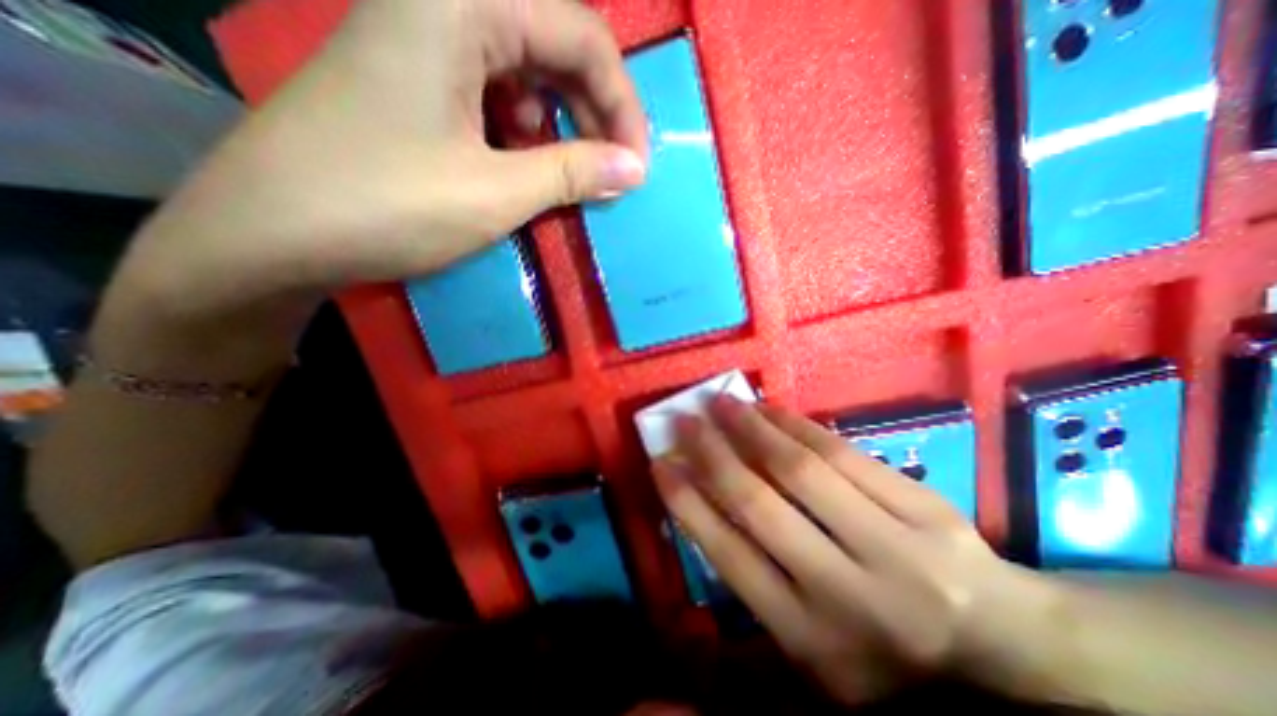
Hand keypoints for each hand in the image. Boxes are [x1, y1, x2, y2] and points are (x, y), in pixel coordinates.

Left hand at [109, 0, 650, 330]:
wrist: (269, 235)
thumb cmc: (386, 206)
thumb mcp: (495, 193)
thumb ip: (573, 172)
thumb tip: (634, 169)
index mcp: (460, 3)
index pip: (581, 34)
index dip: (622, 104)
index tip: (637, 166)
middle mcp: (442, 2)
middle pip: (555, 45)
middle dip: (596, 114)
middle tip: (612, 173)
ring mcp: (424, 40)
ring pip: (527, 71)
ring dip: (562, 124)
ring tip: (569, 174)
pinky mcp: (416, 80)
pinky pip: (495, 92)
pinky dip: (525, 130)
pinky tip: (523, 164)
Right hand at [653, 396, 1062, 704]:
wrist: (998, 644)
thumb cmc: (882, 646)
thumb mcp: (809, 639)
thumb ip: (755, 578)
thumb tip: (704, 502)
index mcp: (809, 637)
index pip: (728, 555)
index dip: (687, 502)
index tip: (660, 463)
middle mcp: (846, 593)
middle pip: (760, 505)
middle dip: (712, 454)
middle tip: (685, 420)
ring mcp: (893, 547)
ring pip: (801, 470)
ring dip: (751, 429)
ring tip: (722, 402)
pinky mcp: (923, 508)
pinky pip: (843, 453)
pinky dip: (797, 425)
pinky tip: (769, 409)